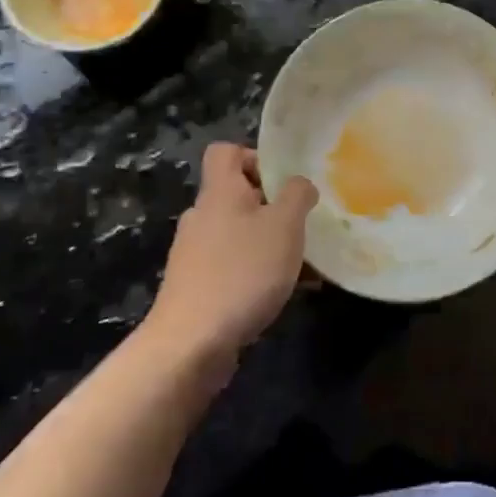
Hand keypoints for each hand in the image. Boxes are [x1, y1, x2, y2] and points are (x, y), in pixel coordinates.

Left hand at [146, 144, 317, 361]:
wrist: (190, 344)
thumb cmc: (242, 272)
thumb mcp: (285, 226)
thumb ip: (297, 195)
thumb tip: (299, 184)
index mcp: (219, 192)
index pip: (225, 152)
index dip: (254, 156)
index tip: (283, 181)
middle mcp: (201, 216)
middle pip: (236, 195)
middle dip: (272, 207)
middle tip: (302, 225)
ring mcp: (194, 254)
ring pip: (239, 234)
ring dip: (270, 243)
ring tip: (304, 265)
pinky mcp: (196, 287)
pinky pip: (234, 266)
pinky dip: (259, 273)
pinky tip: (288, 293)